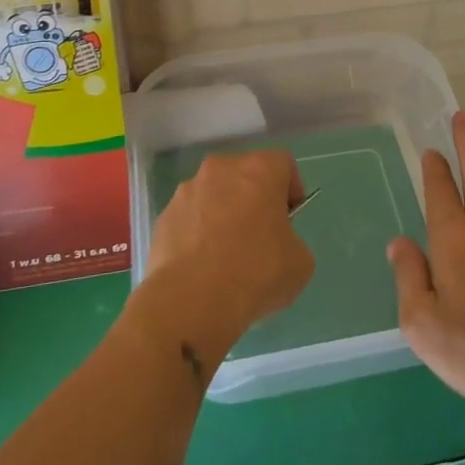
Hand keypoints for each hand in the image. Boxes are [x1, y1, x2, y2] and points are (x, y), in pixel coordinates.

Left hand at [141, 151, 313, 363]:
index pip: (282, 164)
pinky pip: (189, 219)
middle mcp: (221, 169)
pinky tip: (202, 267)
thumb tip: (276, 245)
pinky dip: (197, 234)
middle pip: (244, 175)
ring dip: (223, 214)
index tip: (290, 218)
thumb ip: (291, 241)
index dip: (291, 189)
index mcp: (259, 170)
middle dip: (254, 199)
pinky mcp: (163, 217)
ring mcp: (187, 191)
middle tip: (261, 236)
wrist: (192, 301)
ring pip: (213, 195)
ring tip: (226, 256)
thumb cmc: (256, 272)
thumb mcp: (300, 262)